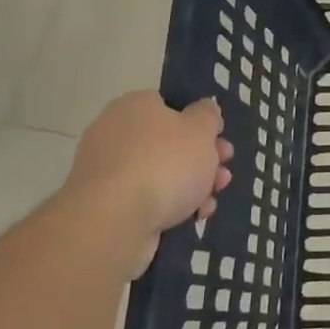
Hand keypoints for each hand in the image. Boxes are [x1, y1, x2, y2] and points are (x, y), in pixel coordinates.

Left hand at [61, 93, 232, 276]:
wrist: (114, 222)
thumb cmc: (165, 164)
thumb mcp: (201, 130)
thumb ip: (208, 115)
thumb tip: (203, 109)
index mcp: (134, 106)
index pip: (170, 106)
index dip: (199, 122)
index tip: (218, 140)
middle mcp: (115, 134)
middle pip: (169, 143)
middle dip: (202, 159)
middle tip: (223, 172)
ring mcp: (108, 172)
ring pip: (162, 174)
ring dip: (193, 186)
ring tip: (212, 201)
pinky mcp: (106, 206)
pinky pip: (147, 199)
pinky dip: (171, 206)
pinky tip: (193, 217)